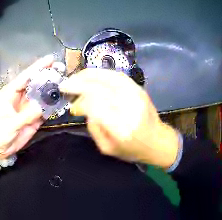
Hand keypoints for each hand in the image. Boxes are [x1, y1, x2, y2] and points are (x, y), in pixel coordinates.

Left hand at [0, 55, 54, 158]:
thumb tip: (42, 106)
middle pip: (35, 83)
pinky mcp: (34, 117)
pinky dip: (53, 104)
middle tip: (61, 68)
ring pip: (42, 94)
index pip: (25, 77)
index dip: (37, 68)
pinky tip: (62, 99)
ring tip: (66, 82)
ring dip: (52, 89)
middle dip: (47, 76)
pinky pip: (45, 108)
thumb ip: (27, 115)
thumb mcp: (10, 124)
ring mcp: (28, 107)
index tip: (50, 59)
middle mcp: (20, 98)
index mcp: (9, 94)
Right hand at [59, 68, 179, 168]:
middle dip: (79, 84)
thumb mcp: (108, 148)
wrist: (156, 140)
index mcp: (121, 128)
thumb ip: (94, 128)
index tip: (72, 108)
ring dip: (88, 75)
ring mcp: (136, 95)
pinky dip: (101, 73)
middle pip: (100, 88)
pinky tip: (91, 75)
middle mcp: (129, 108)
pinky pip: (117, 75)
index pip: (96, 107)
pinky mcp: (138, 88)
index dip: (81, 104)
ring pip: (108, 77)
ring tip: (75, 77)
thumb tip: (83, 108)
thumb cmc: (132, 150)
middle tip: (65, 86)